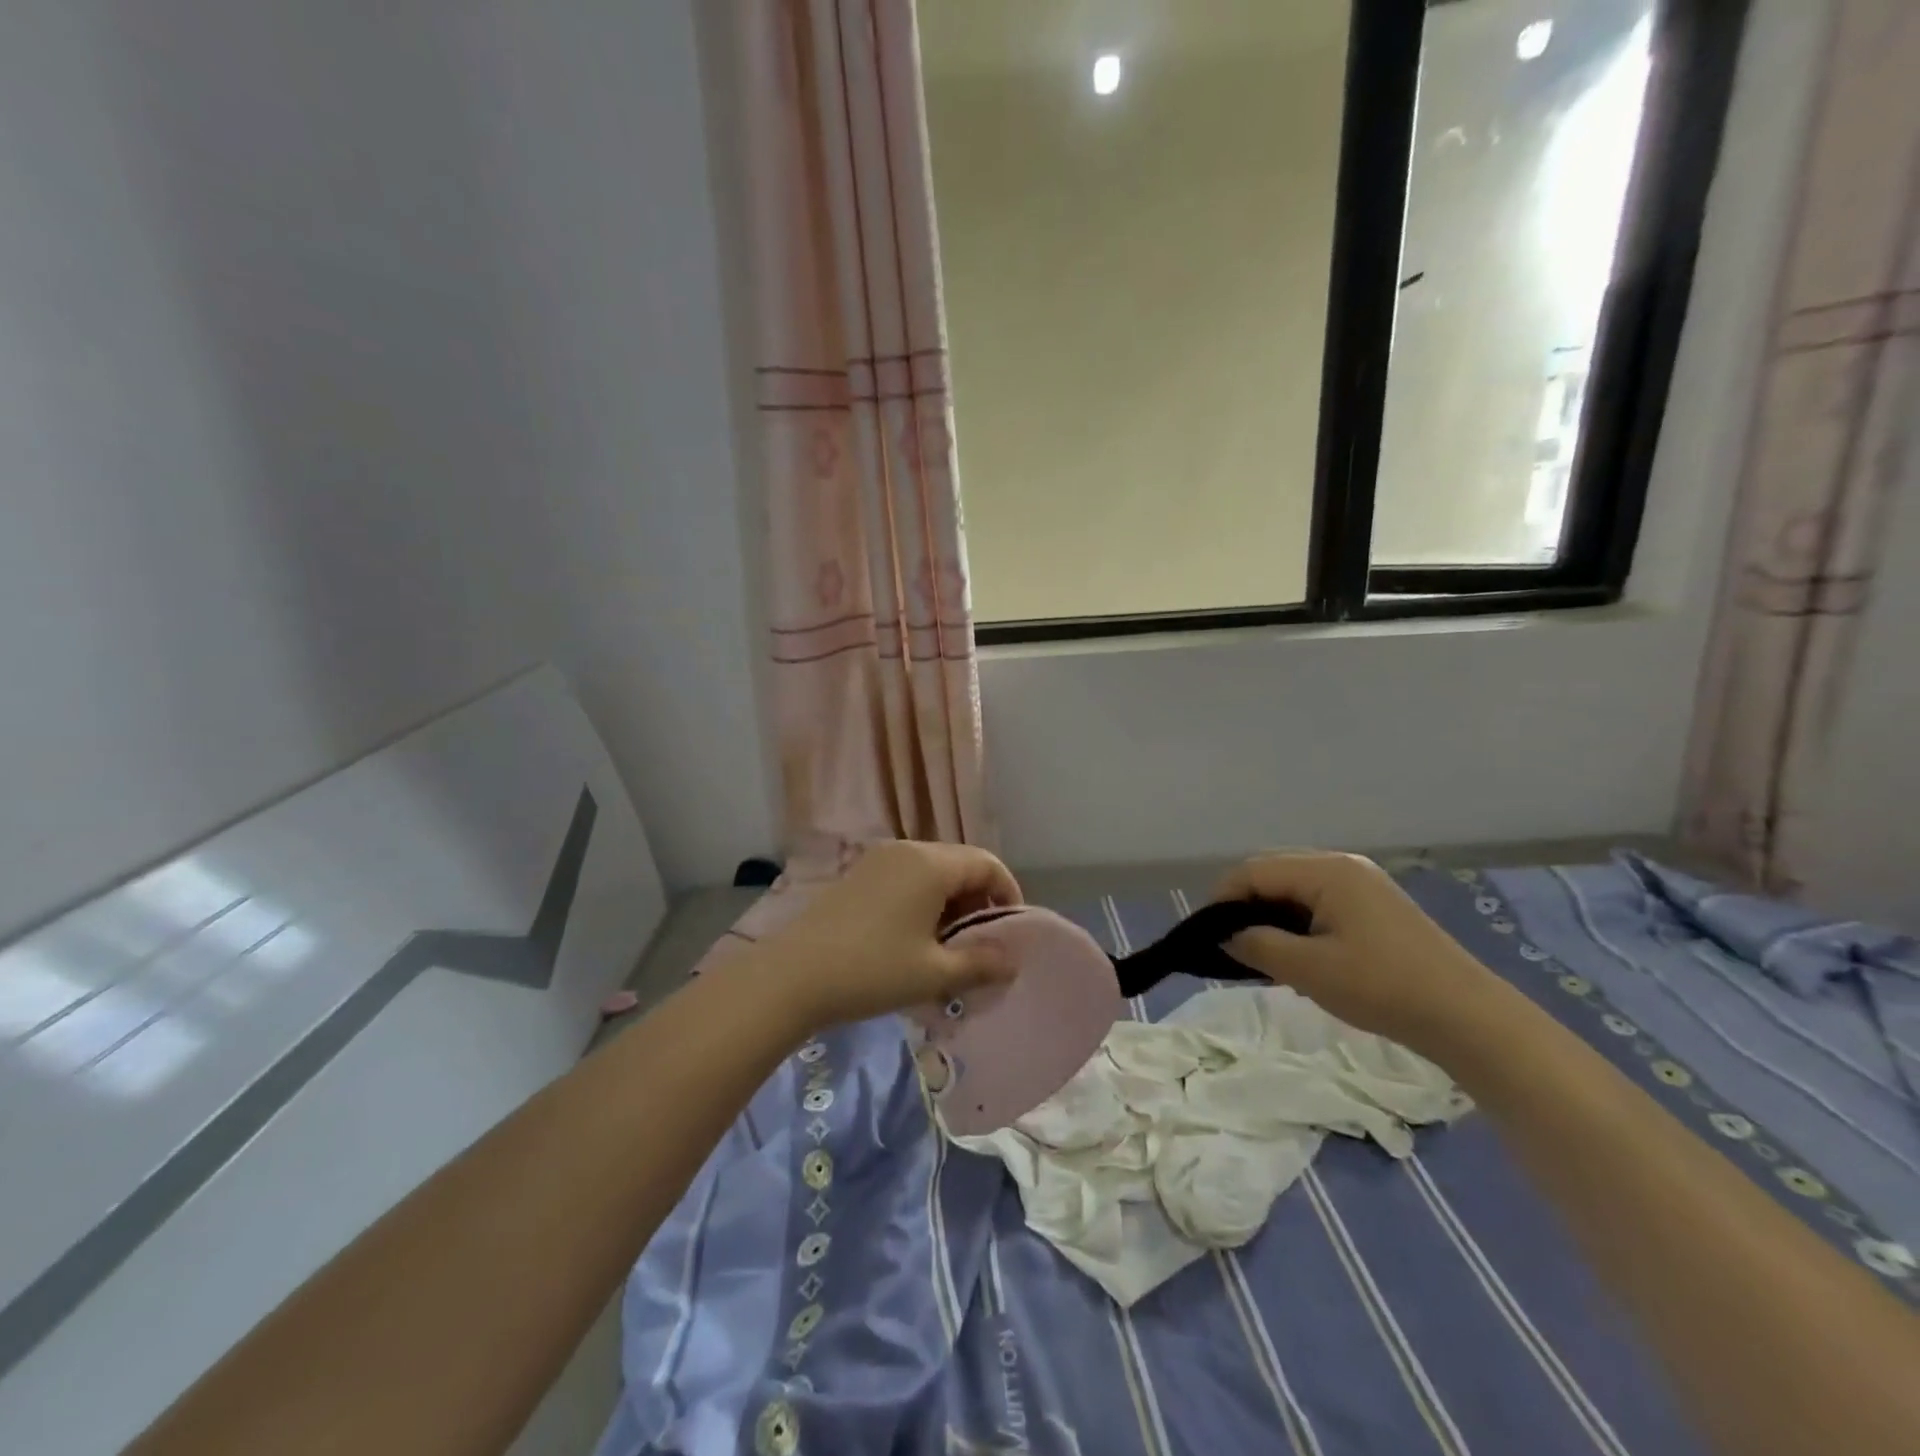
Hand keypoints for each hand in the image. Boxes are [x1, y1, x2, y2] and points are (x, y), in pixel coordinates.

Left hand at [751, 840, 1022, 1031]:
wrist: (792, 975)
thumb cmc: (872, 970)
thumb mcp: (933, 974)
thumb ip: (981, 964)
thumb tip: (1012, 960)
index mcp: (931, 864)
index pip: (987, 864)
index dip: (1008, 894)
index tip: (1011, 933)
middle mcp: (908, 850)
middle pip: (960, 863)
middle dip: (979, 900)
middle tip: (980, 944)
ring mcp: (879, 859)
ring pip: (933, 871)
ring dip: (951, 902)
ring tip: (948, 946)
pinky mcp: (859, 875)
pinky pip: (907, 877)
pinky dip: (924, 900)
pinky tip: (914, 937)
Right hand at [1213, 852, 1501, 1056]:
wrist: (1468, 1017)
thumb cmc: (1383, 987)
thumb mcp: (1309, 970)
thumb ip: (1258, 946)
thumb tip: (1225, 936)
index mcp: (1326, 871)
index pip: (1254, 870)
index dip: (1222, 898)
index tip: (1205, 934)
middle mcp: (1343, 865)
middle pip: (1273, 871)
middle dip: (1244, 902)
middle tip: (1229, 942)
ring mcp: (1363, 883)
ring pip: (1296, 886)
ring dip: (1270, 912)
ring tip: (1259, 949)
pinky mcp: (1376, 905)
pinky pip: (1319, 899)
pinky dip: (1296, 918)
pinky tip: (1296, 950)